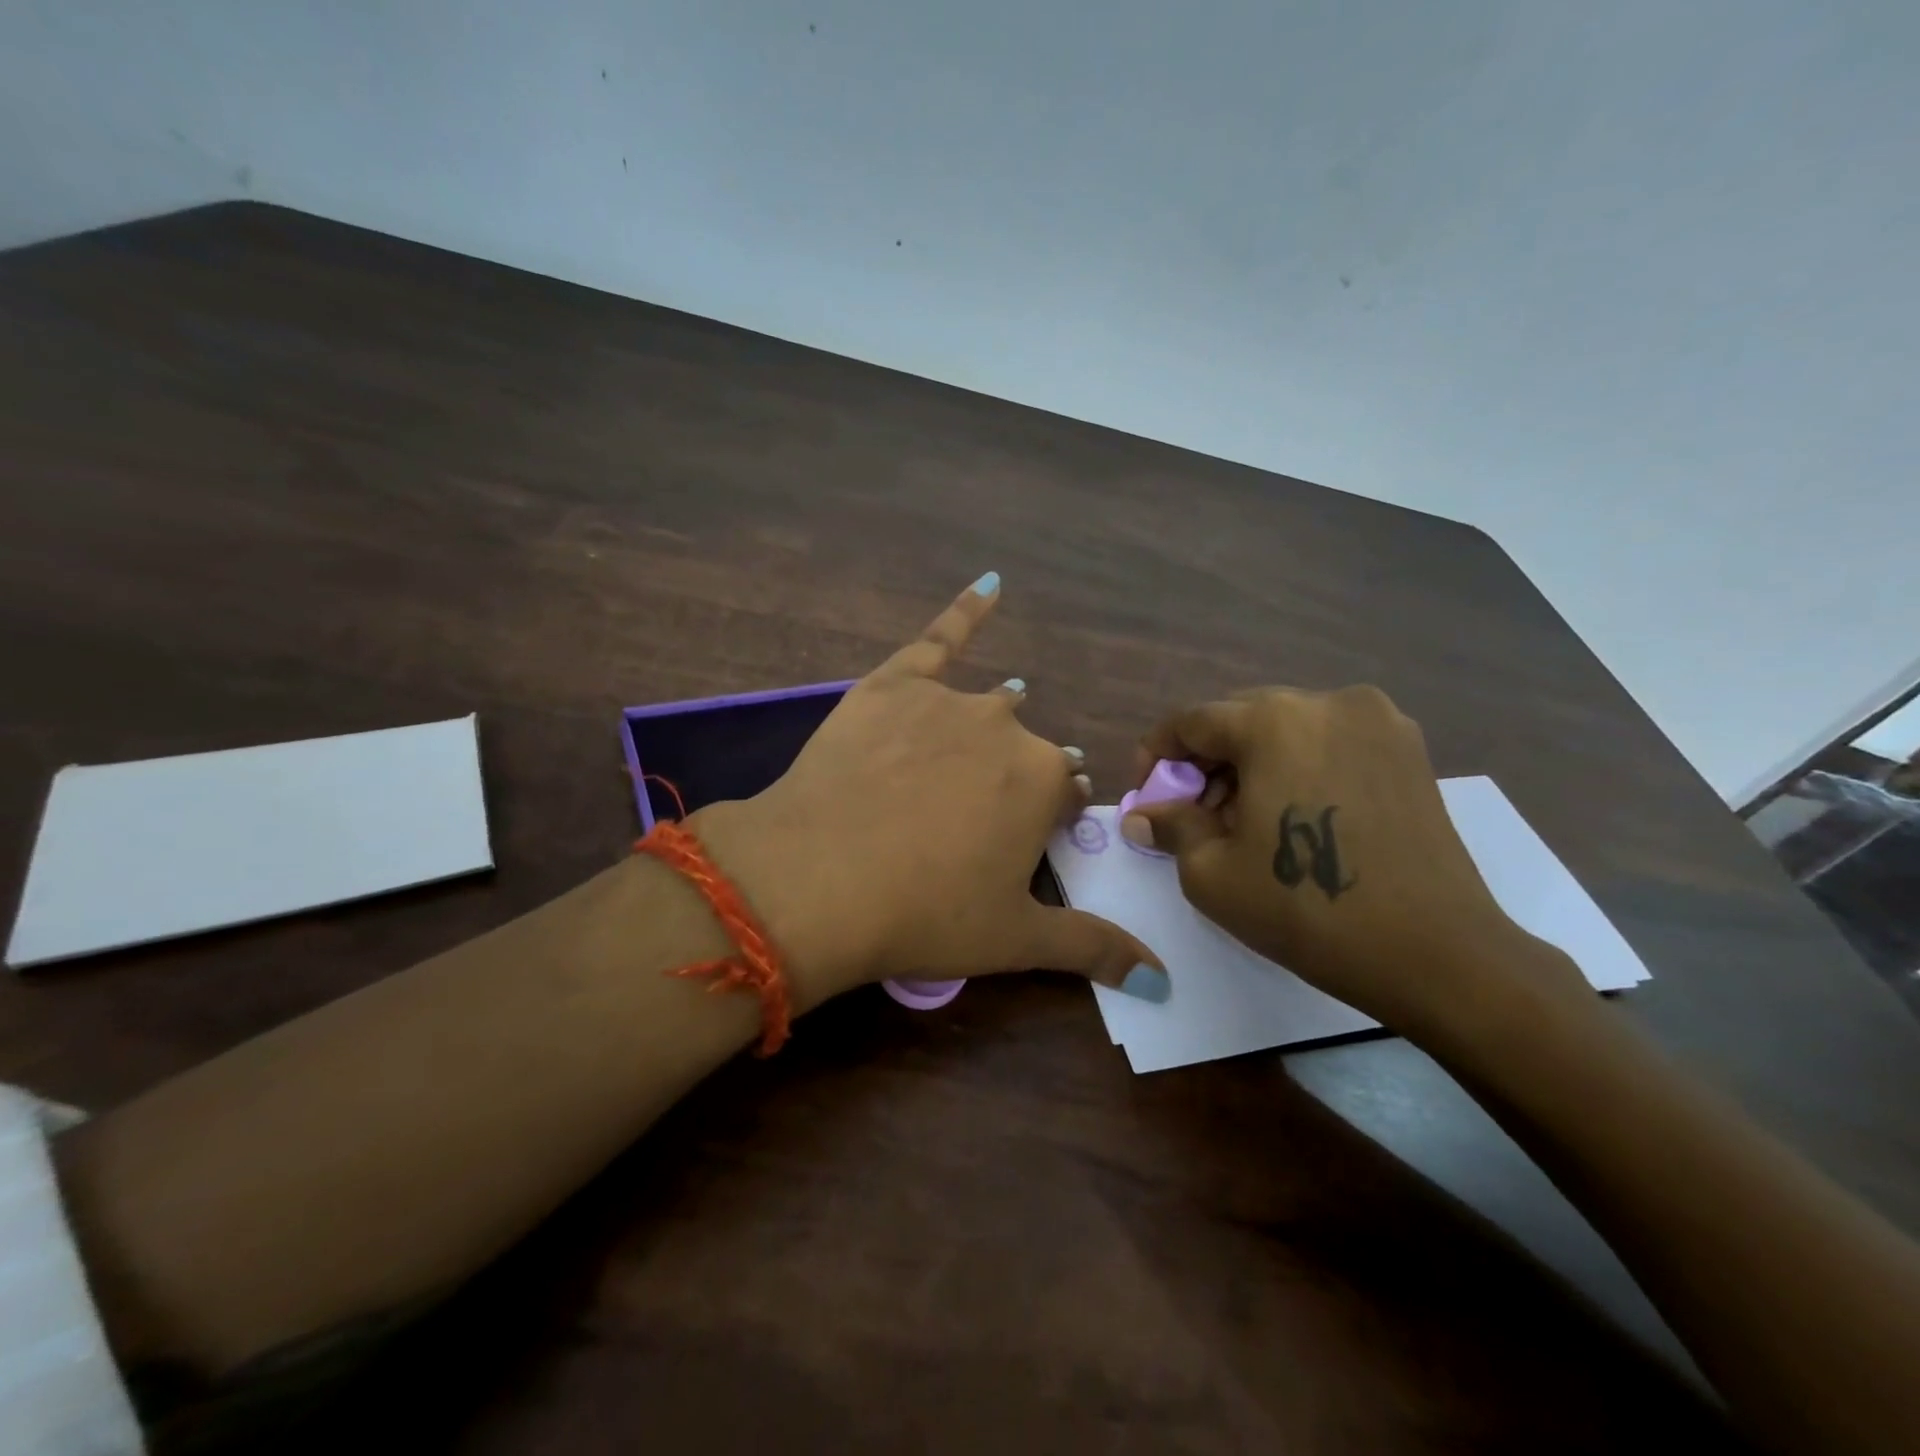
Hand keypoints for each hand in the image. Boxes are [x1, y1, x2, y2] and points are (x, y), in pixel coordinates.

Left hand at [691, 576, 1168, 1010]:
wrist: (819, 879)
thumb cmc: (926, 913)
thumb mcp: (1014, 940)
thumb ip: (1094, 948)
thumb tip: (1162, 977)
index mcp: (1042, 782)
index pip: (1061, 794)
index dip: (1038, 825)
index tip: (1010, 851)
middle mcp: (1008, 728)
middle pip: (1021, 753)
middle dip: (1006, 786)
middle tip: (963, 828)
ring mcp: (949, 699)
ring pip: (987, 707)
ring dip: (985, 732)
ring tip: (957, 766)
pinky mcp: (892, 684)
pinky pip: (938, 637)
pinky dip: (966, 610)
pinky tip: (990, 585)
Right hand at [1119, 686, 1582, 1037]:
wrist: (1436, 954)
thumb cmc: (1307, 909)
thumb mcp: (1212, 873)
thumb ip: (1171, 826)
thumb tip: (1141, 814)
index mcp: (1273, 721)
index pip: (1191, 721)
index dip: (1157, 755)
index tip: (1147, 793)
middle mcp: (1326, 702)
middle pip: (1240, 719)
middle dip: (1206, 762)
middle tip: (1194, 813)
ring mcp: (1377, 721)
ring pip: (1287, 728)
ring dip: (1252, 764)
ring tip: (1245, 820)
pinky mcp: (1408, 749)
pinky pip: (1329, 742)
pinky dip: (1298, 766)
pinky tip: (1295, 815)